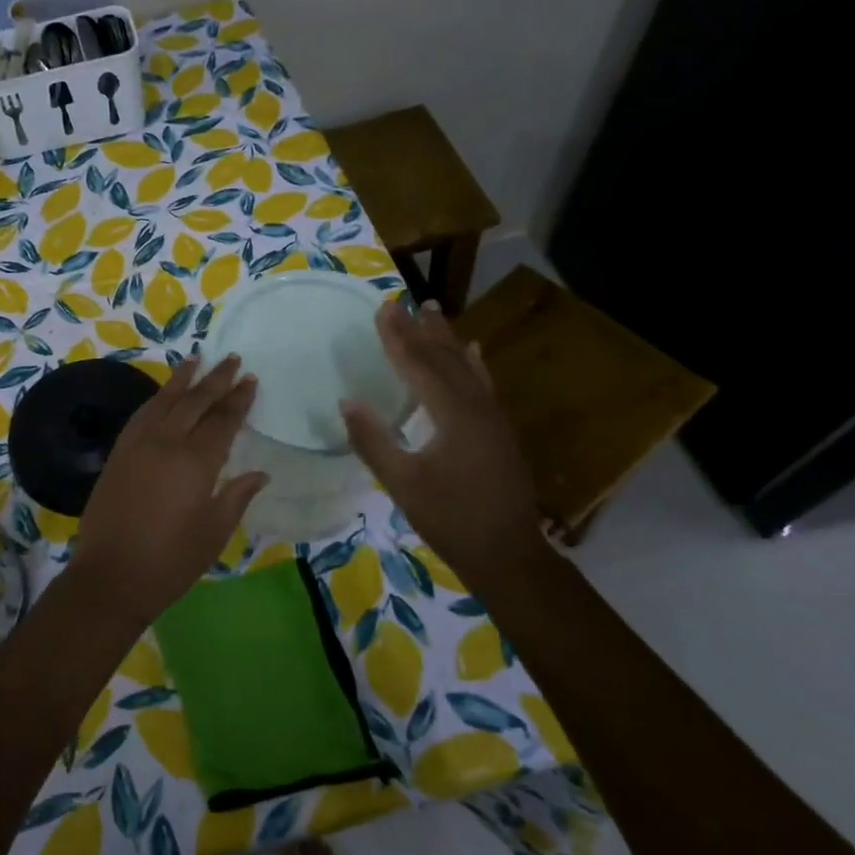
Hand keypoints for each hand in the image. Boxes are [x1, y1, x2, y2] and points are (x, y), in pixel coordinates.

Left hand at [69, 355, 266, 626]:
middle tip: (232, 359)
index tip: (250, 380)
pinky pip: (141, 415)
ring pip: (164, 401)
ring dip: (182, 379)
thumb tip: (259, 473)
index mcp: (196, 463)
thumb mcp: (213, 534)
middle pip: (195, 402)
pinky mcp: (118, 453)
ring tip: (196, 359)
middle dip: (216, 379)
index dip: (238, 400)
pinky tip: (163, 394)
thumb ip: (236, 497)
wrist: (111, 576)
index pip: (222, 421)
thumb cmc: (170, 561)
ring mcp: (137, 445)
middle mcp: (166, 443)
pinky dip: (156, 399)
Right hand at [341, 300, 541, 581]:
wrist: (507, 553)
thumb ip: (373, 441)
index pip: (419, 365)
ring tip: (432, 311)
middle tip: (401, 301)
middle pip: (445, 358)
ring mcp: (492, 417)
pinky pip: (483, 384)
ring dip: (446, 338)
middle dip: (420, 329)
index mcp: (453, 415)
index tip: (383, 307)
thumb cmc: (450, 519)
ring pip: (466, 366)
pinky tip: (472, 350)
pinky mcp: (498, 430)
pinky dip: (472, 363)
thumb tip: (348, 401)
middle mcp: (477, 406)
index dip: (398, 336)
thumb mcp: (403, 484)